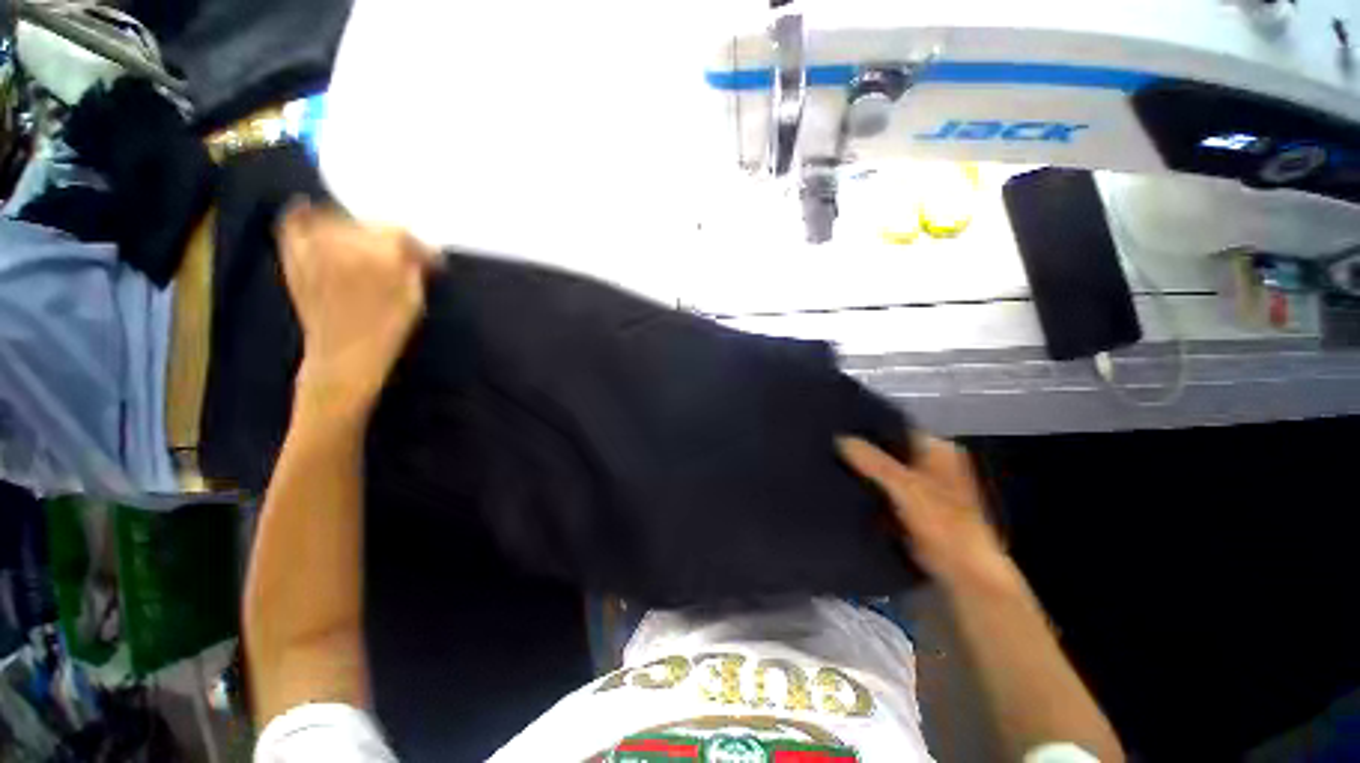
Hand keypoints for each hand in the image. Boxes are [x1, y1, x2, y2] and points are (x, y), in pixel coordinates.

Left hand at [278, 202, 434, 414]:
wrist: (344, 357)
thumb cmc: (387, 330)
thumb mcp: (414, 299)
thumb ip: (414, 268)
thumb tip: (417, 250)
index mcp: (379, 257)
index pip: (399, 232)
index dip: (417, 244)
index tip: (429, 259)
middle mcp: (344, 245)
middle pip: (367, 223)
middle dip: (387, 236)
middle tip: (399, 253)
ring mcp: (314, 250)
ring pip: (333, 219)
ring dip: (351, 226)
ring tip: (364, 240)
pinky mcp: (294, 259)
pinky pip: (293, 226)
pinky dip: (299, 215)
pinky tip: (305, 209)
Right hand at [838, 434, 1015, 590]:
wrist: (965, 577)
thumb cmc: (944, 526)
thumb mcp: (906, 488)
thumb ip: (873, 461)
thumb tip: (838, 438)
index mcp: (938, 450)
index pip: (896, 427)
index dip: (868, 427)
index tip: (837, 427)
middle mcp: (931, 463)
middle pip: (888, 449)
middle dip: (862, 450)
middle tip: (828, 445)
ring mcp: (922, 487)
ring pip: (884, 470)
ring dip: (863, 470)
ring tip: (830, 461)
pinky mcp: (912, 508)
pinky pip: (883, 490)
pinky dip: (867, 488)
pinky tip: (844, 485)